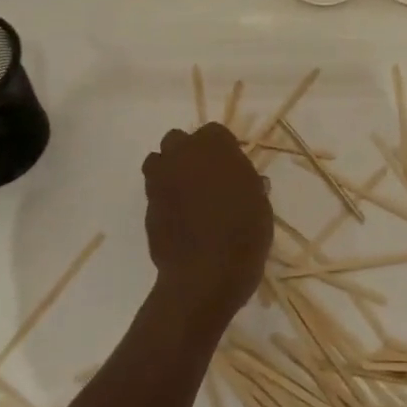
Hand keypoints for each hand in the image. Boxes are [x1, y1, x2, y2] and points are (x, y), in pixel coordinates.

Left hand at [142, 123, 273, 324]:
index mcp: (214, 147)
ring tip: (187, 194)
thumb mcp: (260, 206)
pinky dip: (164, 197)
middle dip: (189, 153)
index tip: (232, 167)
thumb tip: (252, 183)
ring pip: (158, 161)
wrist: (206, 274)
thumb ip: (250, 186)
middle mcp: (182, 155)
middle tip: (207, 177)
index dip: (222, 148)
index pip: (214, 132)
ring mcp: (160, 180)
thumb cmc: (243, 233)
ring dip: (170, 170)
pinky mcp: (147, 206)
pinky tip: (178, 216)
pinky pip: (154, 191)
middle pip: (178, 141)